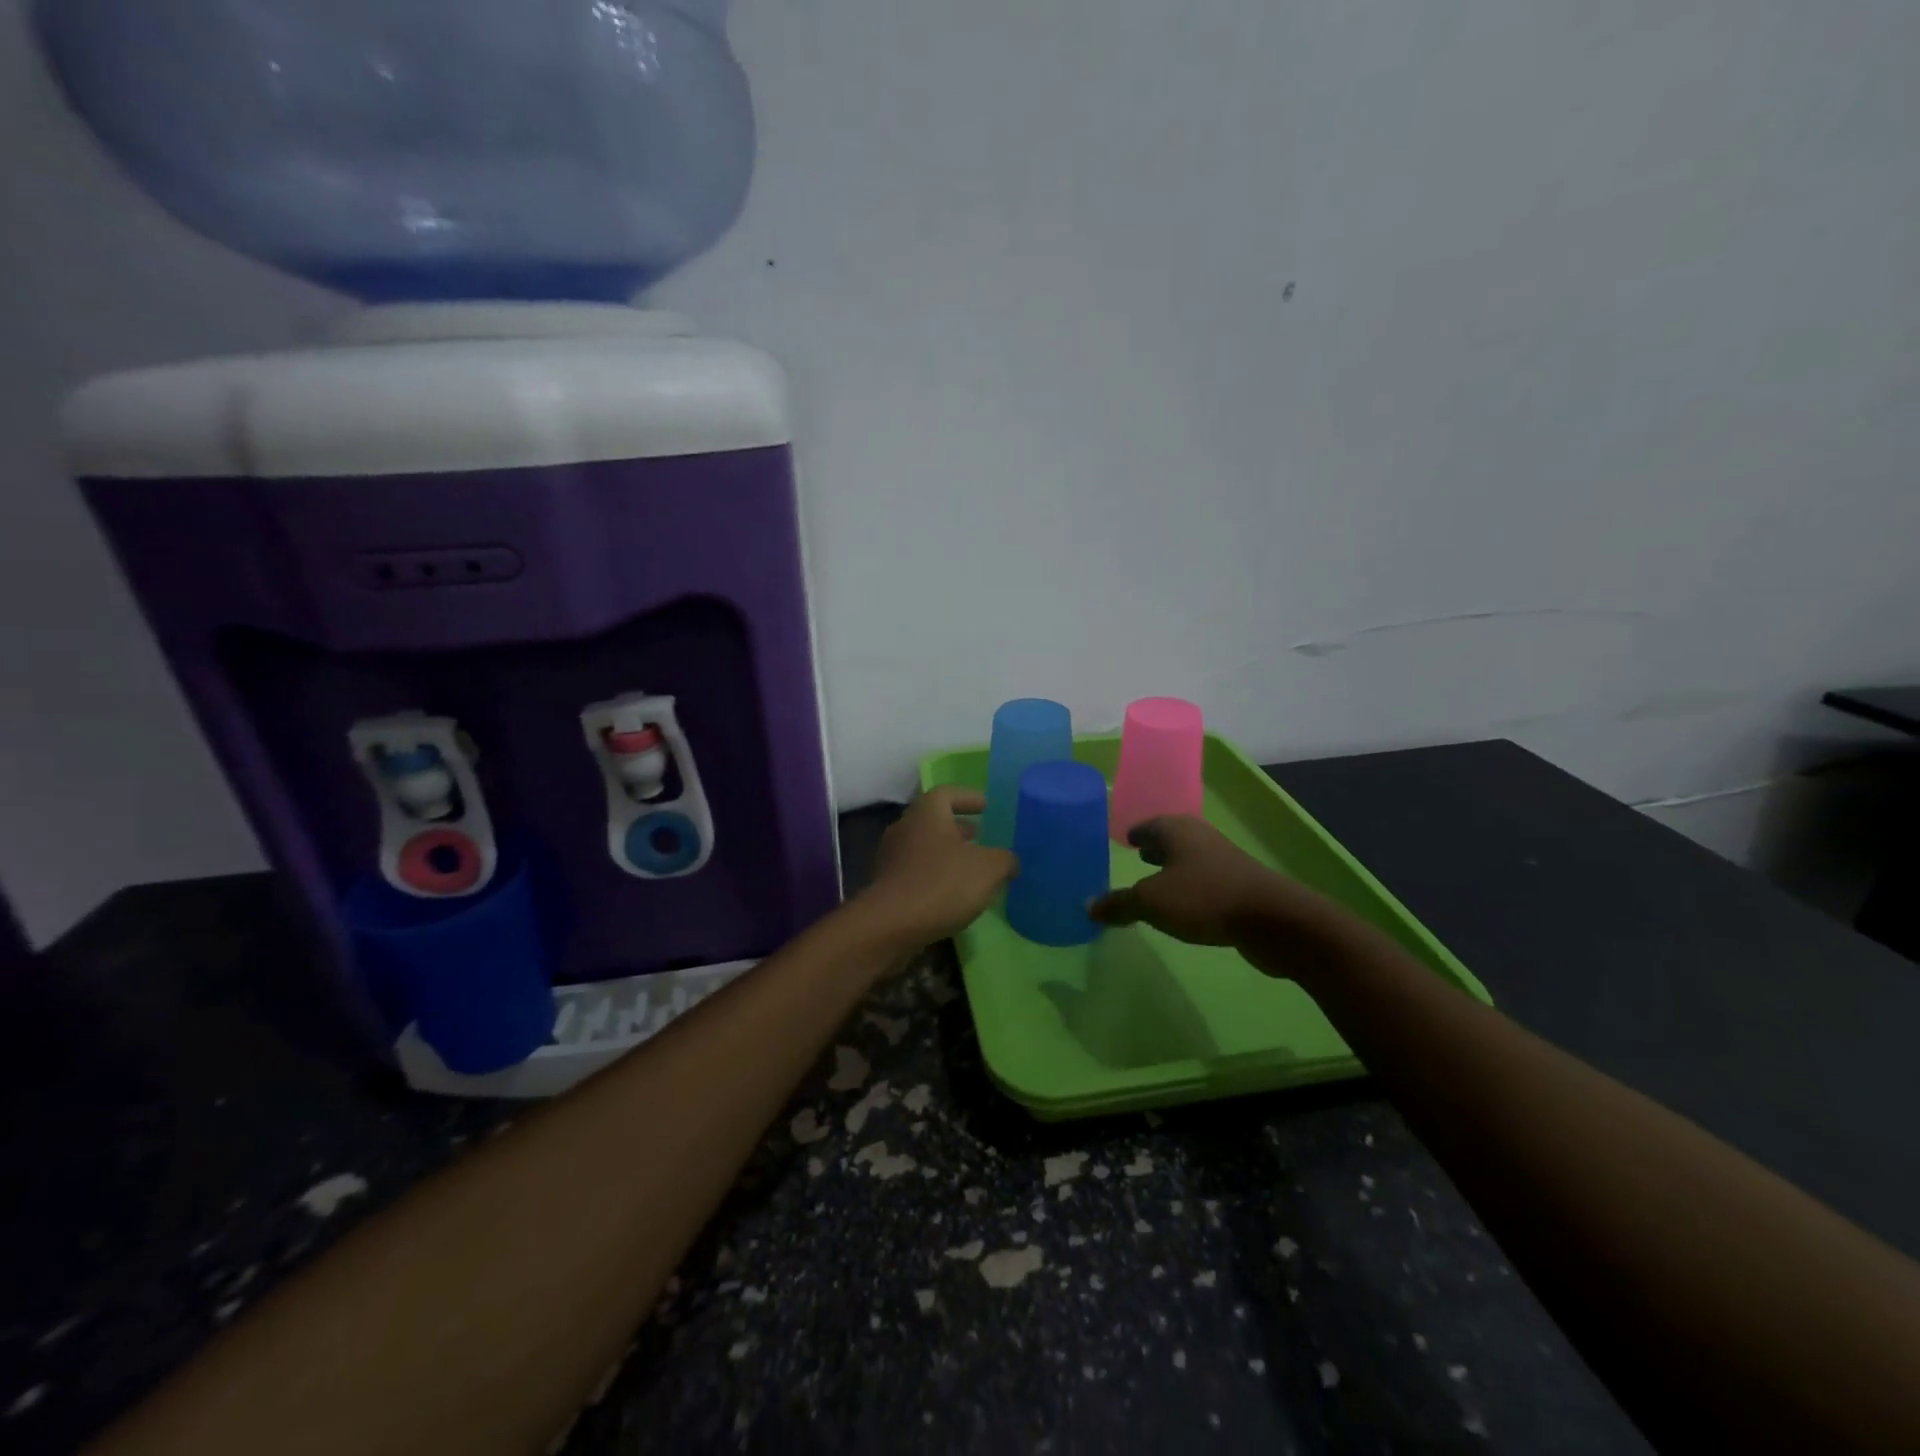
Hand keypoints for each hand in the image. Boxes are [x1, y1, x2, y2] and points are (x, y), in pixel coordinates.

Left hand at [860, 787, 1017, 946]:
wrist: (891, 924)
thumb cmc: (942, 883)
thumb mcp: (988, 869)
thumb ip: (1005, 860)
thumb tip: (1010, 861)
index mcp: (927, 812)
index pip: (948, 793)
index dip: (968, 797)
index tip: (986, 806)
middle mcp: (905, 827)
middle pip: (934, 820)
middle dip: (958, 828)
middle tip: (980, 836)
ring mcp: (891, 856)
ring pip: (924, 846)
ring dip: (947, 852)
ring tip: (971, 867)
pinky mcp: (886, 884)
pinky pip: (916, 871)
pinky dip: (935, 874)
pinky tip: (952, 892)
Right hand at [1090, 816, 1318, 946]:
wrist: (1272, 919)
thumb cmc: (1204, 898)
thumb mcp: (1151, 902)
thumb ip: (1119, 904)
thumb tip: (1088, 906)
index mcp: (1177, 830)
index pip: (1149, 825)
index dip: (1136, 833)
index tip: (1125, 839)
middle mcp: (1201, 838)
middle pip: (1172, 838)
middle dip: (1156, 847)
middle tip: (1138, 856)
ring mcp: (1224, 861)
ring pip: (1191, 859)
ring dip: (1175, 868)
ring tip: (1157, 882)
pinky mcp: (1240, 886)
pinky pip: (1206, 880)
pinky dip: (1191, 887)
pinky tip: (1185, 904)